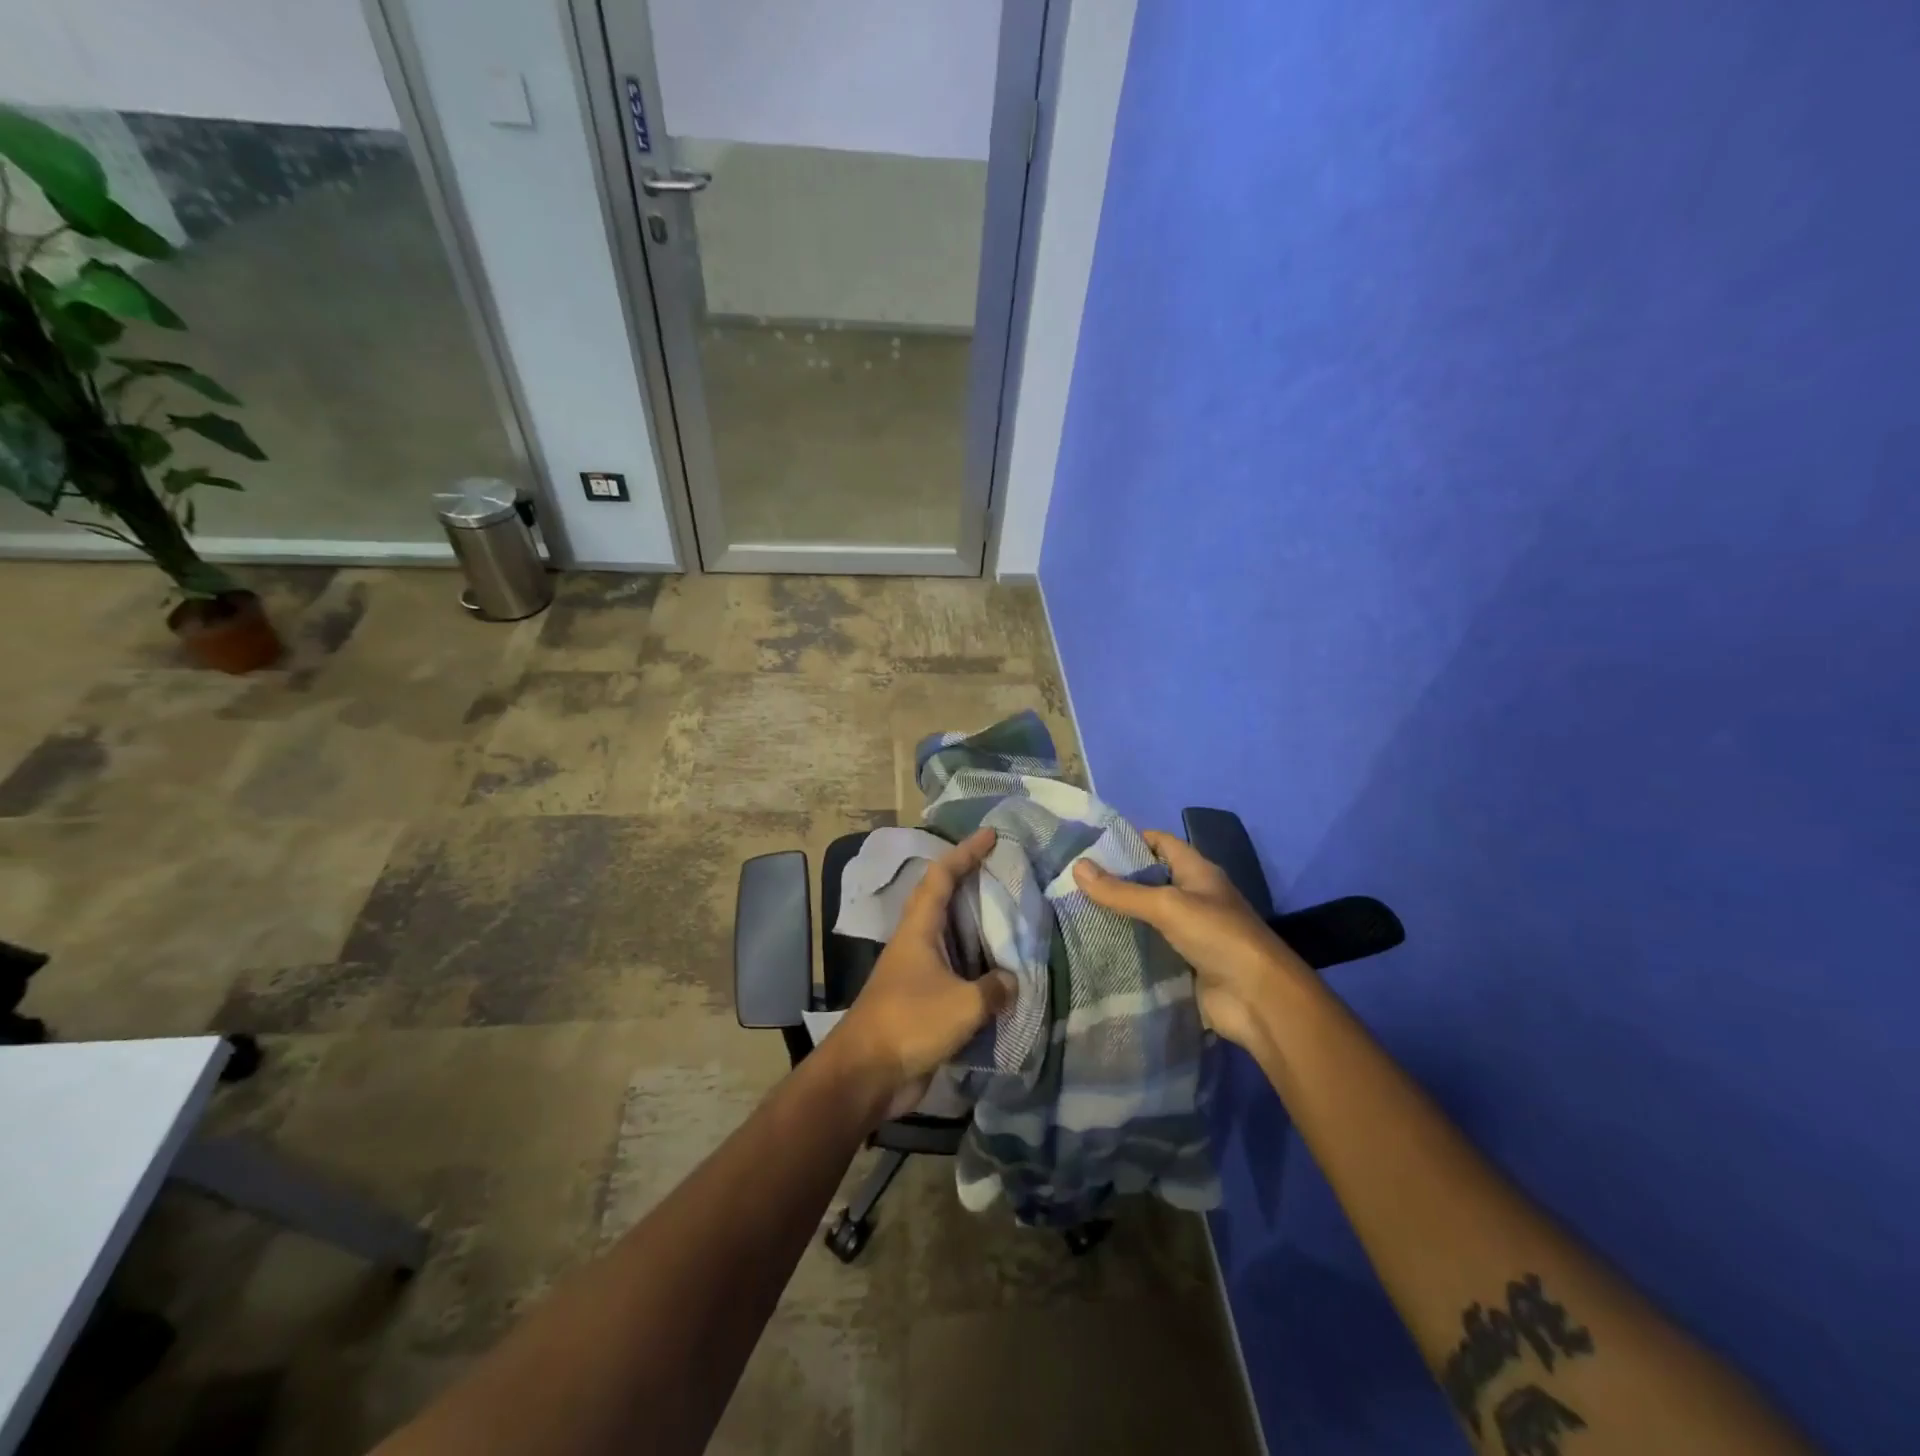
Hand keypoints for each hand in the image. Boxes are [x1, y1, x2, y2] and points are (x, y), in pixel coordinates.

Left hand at [830, 827, 1017, 1121]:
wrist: (866, 1075)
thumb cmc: (909, 1024)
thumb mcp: (962, 1004)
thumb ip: (993, 989)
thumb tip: (1011, 981)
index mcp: (918, 929)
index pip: (941, 876)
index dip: (965, 852)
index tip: (990, 836)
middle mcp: (916, 944)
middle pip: (944, 901)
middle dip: (972, 883)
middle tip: (1006, 874)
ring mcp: (917, 974)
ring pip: (952, 939)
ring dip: (978, 928)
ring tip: (1012, 921)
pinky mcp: (923, 1003)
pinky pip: (957, 975)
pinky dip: (979, 970)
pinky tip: (1002, 977)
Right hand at [1073, 830, 1306, 1055]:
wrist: (1258, 999)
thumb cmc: (1218, 936)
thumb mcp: (1167, 905)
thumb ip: (1122, 891)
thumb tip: (1077, 866)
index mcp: (1197, 871)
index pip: (1160, 843)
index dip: (1128, 839)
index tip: (1089, 845)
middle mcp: (1194, 897)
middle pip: (1149, 881)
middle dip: (1115, 880)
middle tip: (1071, 881)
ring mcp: (1189, 933)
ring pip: (1146, 917)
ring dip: (1118, 916)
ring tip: (1073, 911)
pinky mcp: (1183, 964)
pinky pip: (1149, 949)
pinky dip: (1127, 947)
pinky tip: (1095, 946)